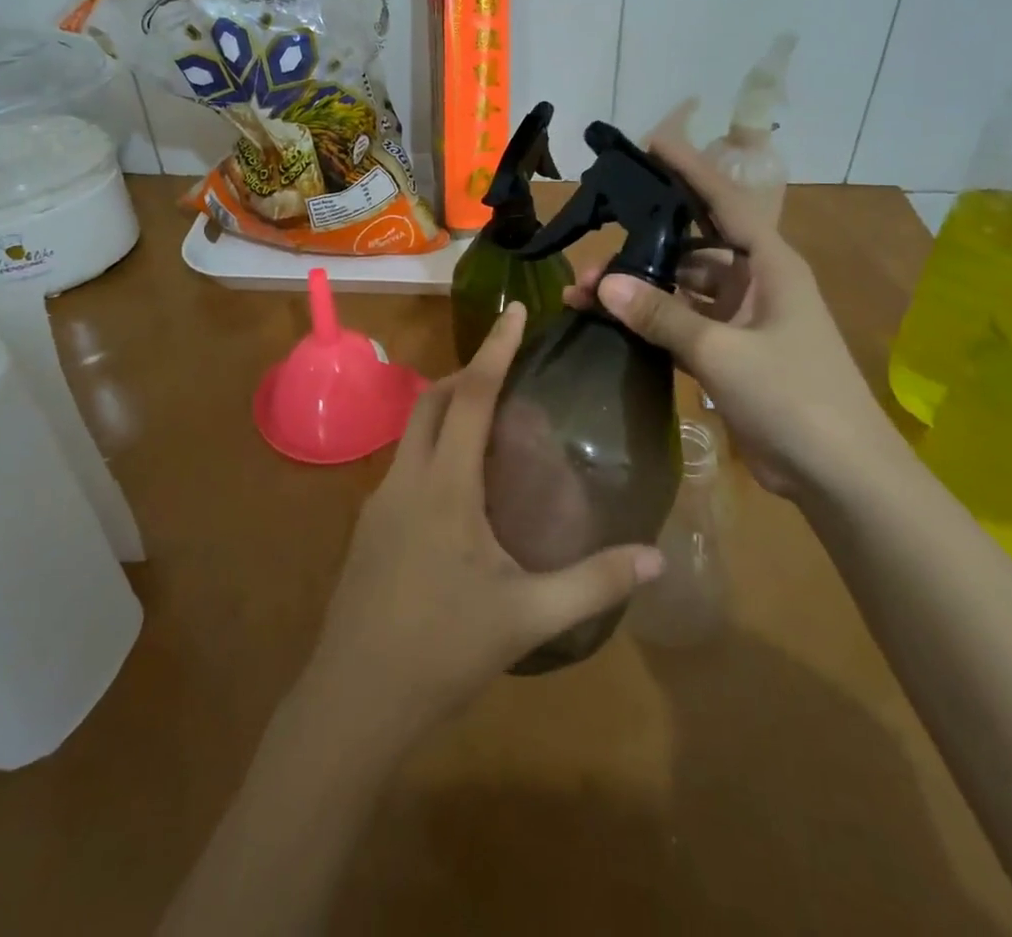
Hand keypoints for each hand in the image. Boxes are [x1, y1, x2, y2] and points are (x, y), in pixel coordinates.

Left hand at [306, 304, 662, 743]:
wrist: (354, 699)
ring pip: (412, 430)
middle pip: (432, 400)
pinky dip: (434, 447)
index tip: (514, 311)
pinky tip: (460, 487)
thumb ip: (594, 583)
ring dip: (447, 409)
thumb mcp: (528, 617)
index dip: (494, 349)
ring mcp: (380, 501)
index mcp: (445, 486)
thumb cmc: (442, 650)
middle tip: (507, 369)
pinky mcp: (369, 526)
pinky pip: (405, 463)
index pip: (471, 396)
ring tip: (490, 423)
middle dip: (467, 372)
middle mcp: (407, 479)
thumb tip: (657, 559)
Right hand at [567, 115, 905, 499]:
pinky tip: (610, 323)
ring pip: (680, 289)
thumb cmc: (795, 398)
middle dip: (641, 245)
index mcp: (769, 265)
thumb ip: (662, 316)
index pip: (723, 201)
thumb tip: (602, 282)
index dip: (688, 169)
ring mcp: (742, 319)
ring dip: (638, 290)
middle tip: (590, 245)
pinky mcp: (730, 353)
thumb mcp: (724, 352)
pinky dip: (649, 322)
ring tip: (583, 294)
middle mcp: (755, 282)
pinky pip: (681, 324)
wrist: (841, 476)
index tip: (650, 144)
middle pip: (690, 247)